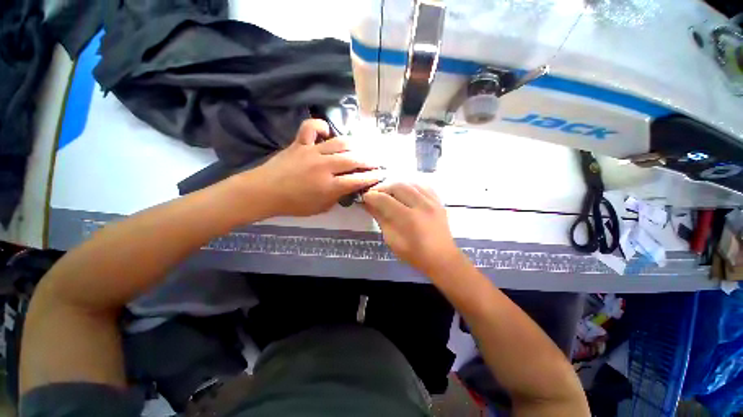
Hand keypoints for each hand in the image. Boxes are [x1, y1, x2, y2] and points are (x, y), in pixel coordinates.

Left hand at [246, 119, 383, 216]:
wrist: (263, 192)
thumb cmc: (293, 204)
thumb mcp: (320, 208)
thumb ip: (338, 197)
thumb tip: (349, 187)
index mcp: (329, 186)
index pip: (357, 180)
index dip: (372, 177)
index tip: (381, 174)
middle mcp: (324, 166)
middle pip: (353, 160)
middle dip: (370, 160)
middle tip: (378, 161)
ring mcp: (312, 152)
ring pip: (339, 143)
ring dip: (355, 145)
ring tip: (363, 147)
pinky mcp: (299, 143)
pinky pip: (311, 128)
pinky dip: (320, 126)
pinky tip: (327, 132)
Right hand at [363, 182, 463, 275]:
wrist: (442, 258)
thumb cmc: (414, 254)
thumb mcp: (392, 240)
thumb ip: (381, 219)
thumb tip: (369, 204)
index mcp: (408, 219)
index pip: (385, 200)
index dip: (372, 196)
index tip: (365, 197)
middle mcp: (421, 205)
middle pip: (398, 186)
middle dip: (383, 187)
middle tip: (376, 194)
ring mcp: (432, 201)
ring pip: (410, 182)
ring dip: (396, 184)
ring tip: (389, 192)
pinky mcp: (438, 201)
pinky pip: (423, 185)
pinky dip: (411, 185)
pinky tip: (405, 191)